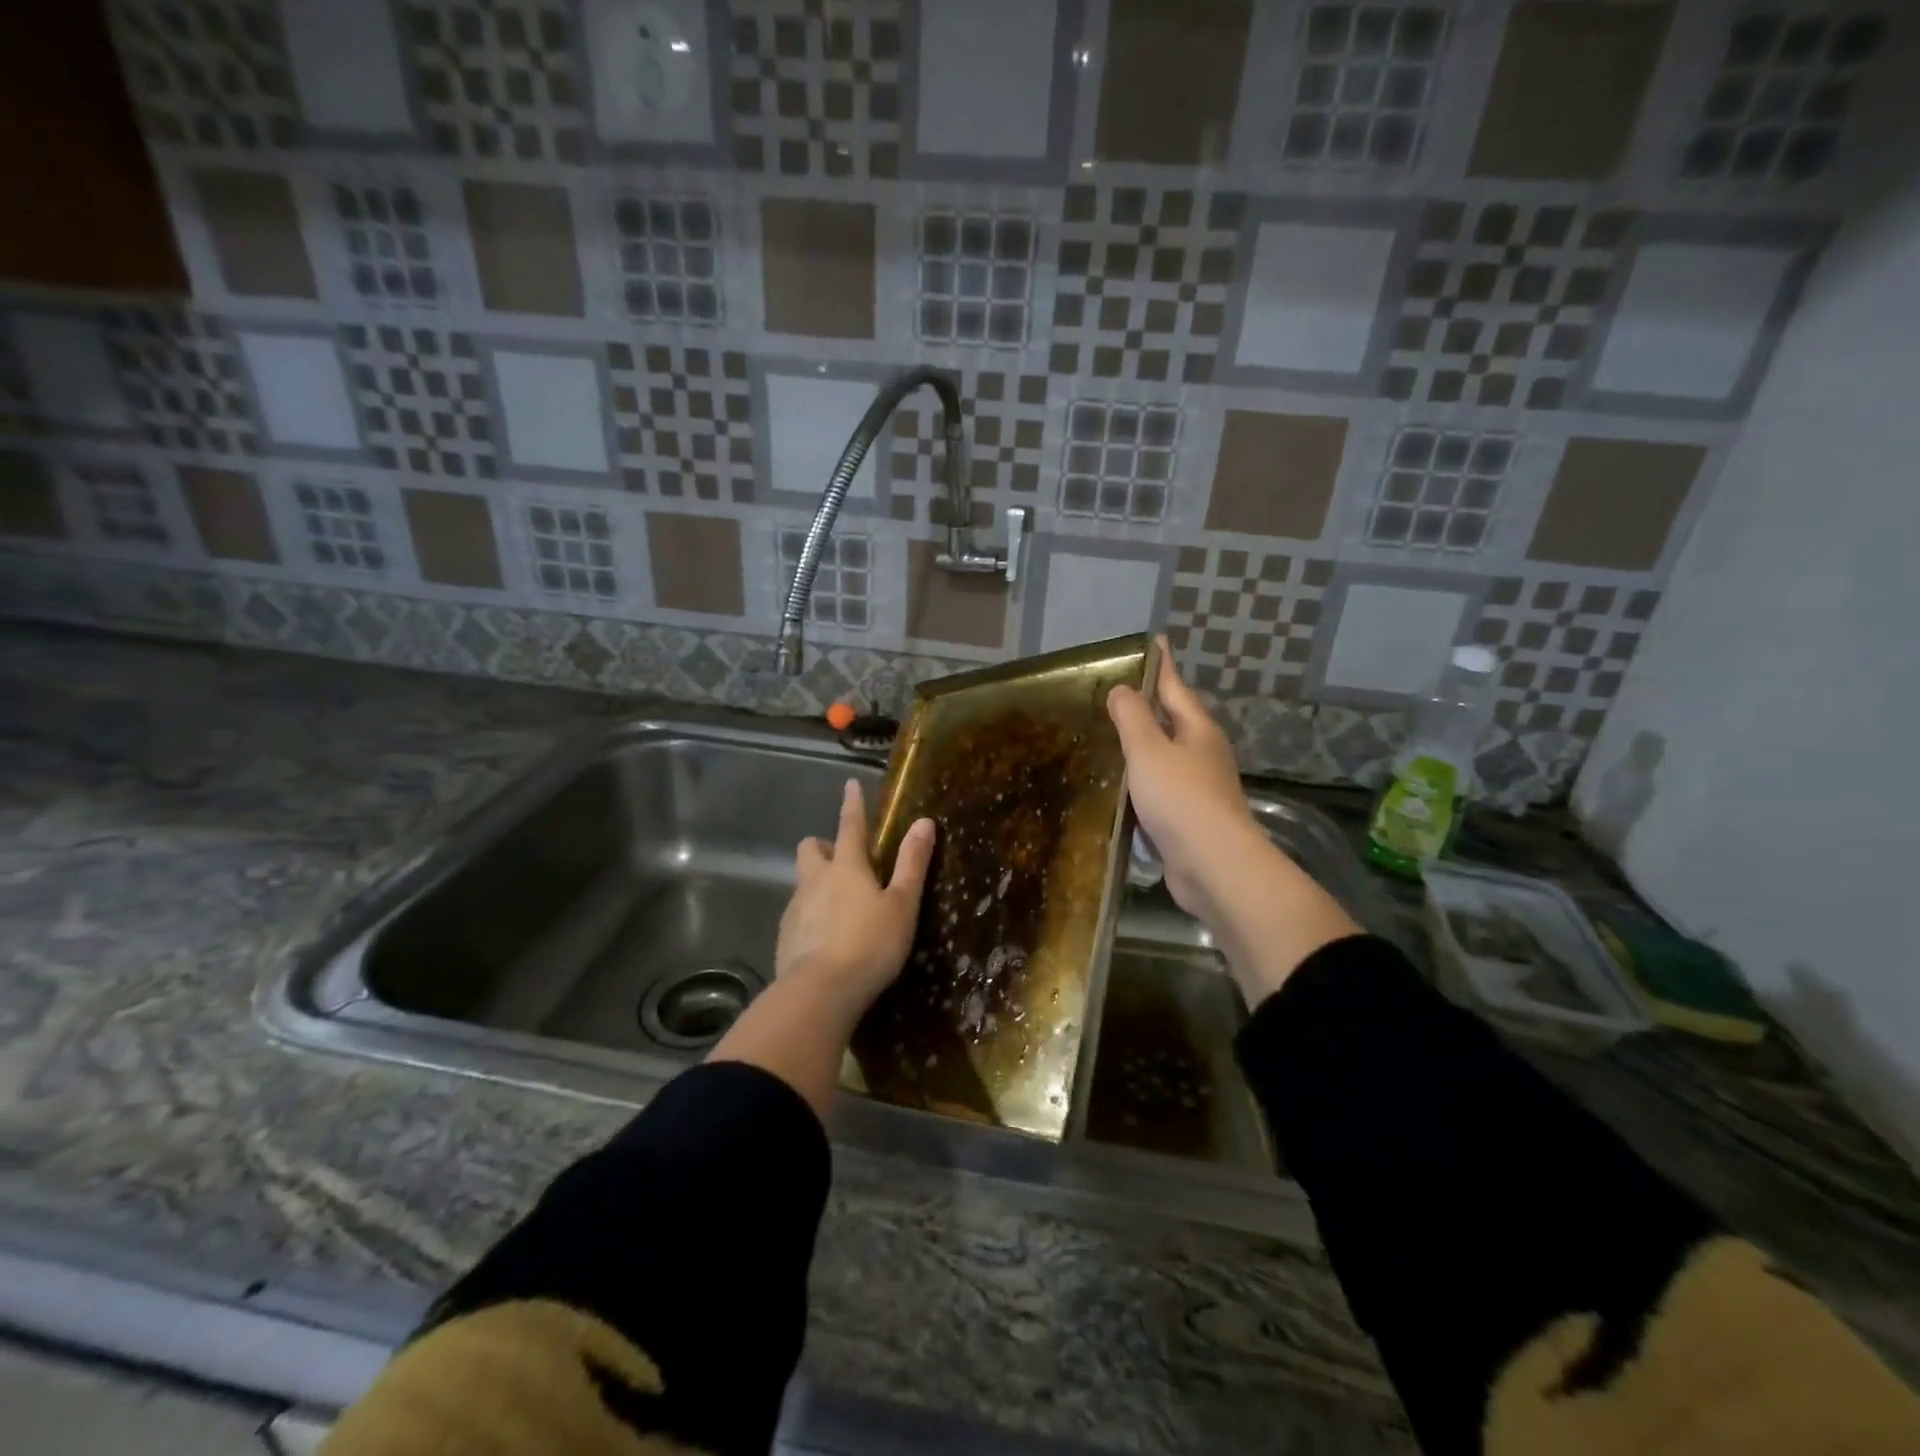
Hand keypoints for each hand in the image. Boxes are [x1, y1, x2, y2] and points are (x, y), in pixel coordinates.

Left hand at [775, 779, 935, 1013]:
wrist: (820, 992)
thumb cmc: (870, 944)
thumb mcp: (902, 904)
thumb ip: (912, 863)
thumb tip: (924, 822)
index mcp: (847, 867)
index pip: (850, 826)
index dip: (852, 805)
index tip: (850, 784)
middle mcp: (815, 880)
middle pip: (810, 849)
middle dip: (824, 846)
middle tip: (844, 861)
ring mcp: (795, 908)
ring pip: (803, 882)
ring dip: (818, 884)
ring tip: (841, 908)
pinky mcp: (785, 936)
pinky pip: (798, 914)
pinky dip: (811, 916)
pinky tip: (826, 939)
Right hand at [1107, 640, 1359, 1002]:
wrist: (1213, 865)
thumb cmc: (1181, 799)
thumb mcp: (1148, 750)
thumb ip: (1133, 718)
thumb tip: (1123, 689)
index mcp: (1197, 730)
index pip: (1175, 687)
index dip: (1162, 664)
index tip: (1154, 641)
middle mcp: (1203, 754)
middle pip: (1174, 721)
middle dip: (1151, 706)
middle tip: (1119, 693)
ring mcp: (1200, 788)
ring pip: (1167, 758)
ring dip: (1144, 747)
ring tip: (1113, 738)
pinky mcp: (1190, 819)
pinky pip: (1161, 790)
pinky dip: (1142, 783)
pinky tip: (1121, 788)